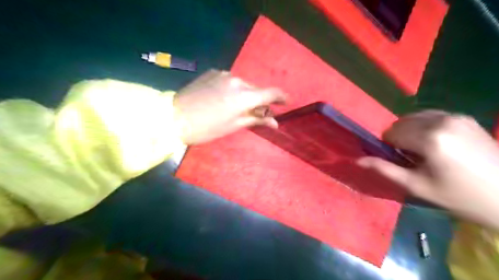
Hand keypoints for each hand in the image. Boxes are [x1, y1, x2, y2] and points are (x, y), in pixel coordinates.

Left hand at [174, 68, 286, 144]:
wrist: (174, 117)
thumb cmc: (207, 128)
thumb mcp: (234, 126)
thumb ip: (257, 120)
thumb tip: (275, 122)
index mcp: (244, 96)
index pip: (271, 93)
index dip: (281, 97)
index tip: (286, 102)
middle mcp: (237, 80)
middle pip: (256, 90)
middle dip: (259, 101)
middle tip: (256, 114)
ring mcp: (224, 74)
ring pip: (243, 85)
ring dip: (245, 95)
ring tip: (235, 108)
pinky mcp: (213, 72)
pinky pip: (230, 81)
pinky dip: (232, 90)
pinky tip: (222, 99)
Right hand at [359, 109, 498, 229]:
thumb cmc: (459, 195)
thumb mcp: (416, 186)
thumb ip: (385, 169)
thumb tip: (357, 160)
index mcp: (430, 138)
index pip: (391, 133)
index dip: (389, 147)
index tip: (400, 160)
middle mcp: (441, 121)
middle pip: (401, 123)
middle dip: (399, 138)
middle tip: (412, 157)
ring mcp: (455, 116)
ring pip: (413, 117)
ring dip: (410, 131)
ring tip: (424, 150)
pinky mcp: (464, 117)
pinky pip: (430, 116)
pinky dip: (424, 126)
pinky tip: (437, 142)